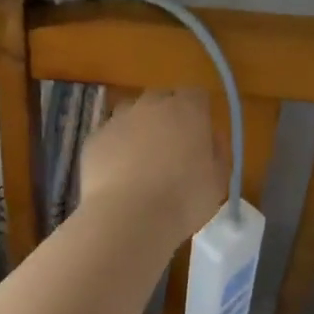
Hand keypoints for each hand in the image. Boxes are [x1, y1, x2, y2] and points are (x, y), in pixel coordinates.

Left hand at [78, 88, 227, 249]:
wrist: (128, 218)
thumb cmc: (183, 200)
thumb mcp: (218, 181)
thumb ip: (218, 151)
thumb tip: (212, 137)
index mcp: (187, 109)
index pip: (196, 95)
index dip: (198, 113)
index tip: (199, 135)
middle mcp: (152, 104)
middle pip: (162, 99)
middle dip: (167, 117)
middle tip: (171, 149)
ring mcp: (119, 119)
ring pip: (132, 114)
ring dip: (138, 130)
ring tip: (142, 163)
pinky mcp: (95, 138)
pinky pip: (110, 137)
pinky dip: (115, 149)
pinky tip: (118, 177)